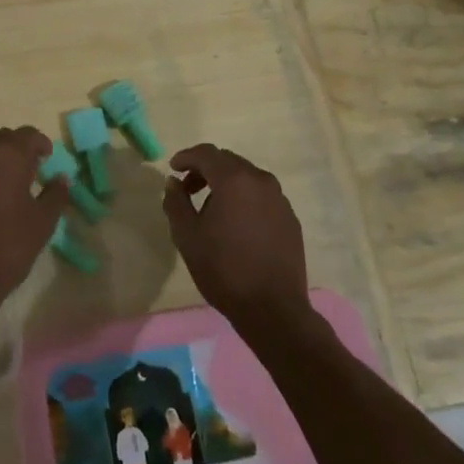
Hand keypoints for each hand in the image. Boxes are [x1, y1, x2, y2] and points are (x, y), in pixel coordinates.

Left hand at [0, 127, 65, 324]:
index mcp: (8, 154)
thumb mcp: (42, 222)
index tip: (48, 159)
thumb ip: (55, 194)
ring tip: (10, 183)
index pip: (29, 135)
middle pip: (4, 138)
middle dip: (19, 149)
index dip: (41, 145)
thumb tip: (62, 179)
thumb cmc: (8, 245)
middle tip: (32, 170)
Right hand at [163, 144, 312, 336]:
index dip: (186, 157)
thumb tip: (174, 182)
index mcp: (234, 180)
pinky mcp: (290, 218)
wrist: (273, 309)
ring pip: (247, 178)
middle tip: (188, 189)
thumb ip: (176, 202)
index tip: (173, 168)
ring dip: (226, 184)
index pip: (206, 154)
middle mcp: (260, 181)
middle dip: (205, 170)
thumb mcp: (187, 236)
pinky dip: (245, 199)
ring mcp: (280, 199)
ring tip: (211, 210)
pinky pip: (262, 197)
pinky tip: (237, 225)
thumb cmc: (224, 269)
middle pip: (228, 162)